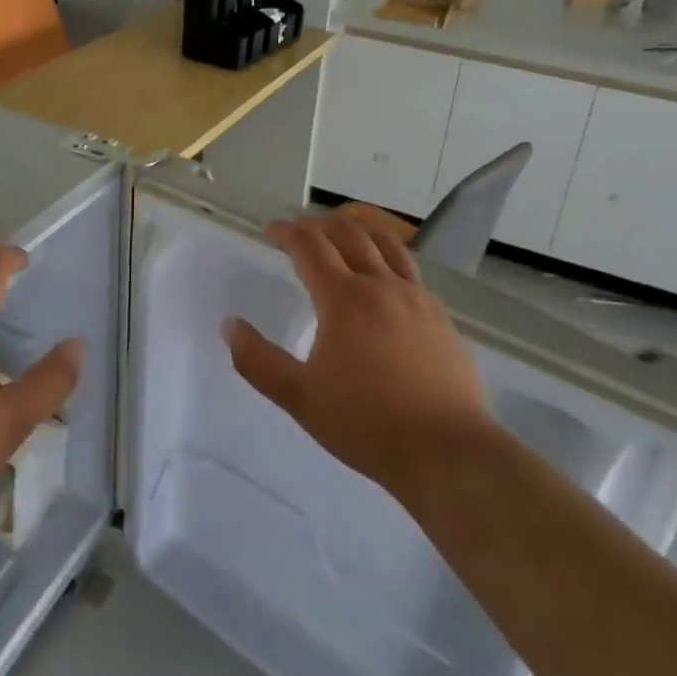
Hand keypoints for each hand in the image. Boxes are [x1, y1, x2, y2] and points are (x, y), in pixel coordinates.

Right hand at [224, 213, 491, 503]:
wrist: (446, 450)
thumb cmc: (366, 423)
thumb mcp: (299, 397)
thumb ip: (258, 361)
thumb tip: (230, 326)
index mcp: (344, 298)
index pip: (310, 246)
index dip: (287, 232)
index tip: (271, 231)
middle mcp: (381, 286)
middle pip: (349, 235)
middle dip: (319, 225)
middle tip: (301, 230)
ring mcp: (417, 299)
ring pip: (387, 244)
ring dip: (359, 231)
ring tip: (344, 233)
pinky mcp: (441, 318)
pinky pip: (411, 272)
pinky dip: (389, 259)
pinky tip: (386, 279)